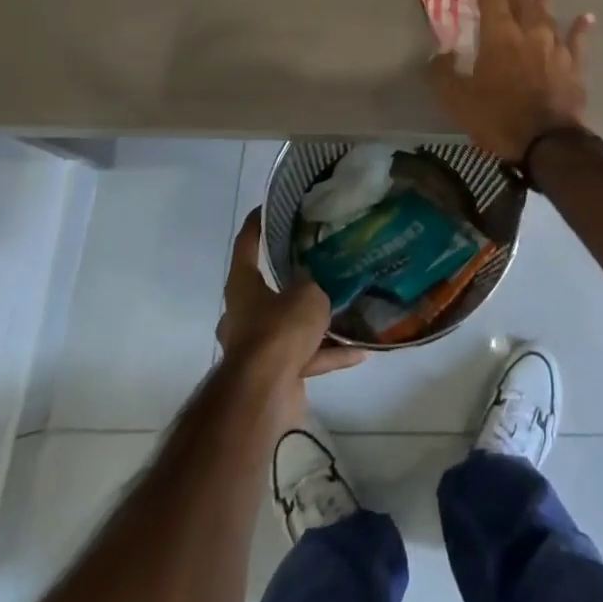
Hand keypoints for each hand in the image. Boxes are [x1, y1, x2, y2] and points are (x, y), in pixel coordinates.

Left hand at [217, 210, 366, 378]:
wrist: (264, 394)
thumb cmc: (279, 330)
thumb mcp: (307, 294)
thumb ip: (313, 283)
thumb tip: (314, 282)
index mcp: (243, 287)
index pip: (246, 246)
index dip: (257, 224)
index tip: (268, 208)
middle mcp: (243, 315)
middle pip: (268, 290)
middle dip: (293, 281)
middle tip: (320, 266)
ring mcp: (257, 348)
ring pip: (290, 328)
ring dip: (316, 323)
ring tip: (347, 310)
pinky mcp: (274, 375)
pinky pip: (306, 357)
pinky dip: (329, 354)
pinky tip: (359, 352)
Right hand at [427, 0, 593, 162]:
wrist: (548, 142)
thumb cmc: (498, 118)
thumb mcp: (457, 100)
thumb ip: (444, 73)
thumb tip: (441, 54)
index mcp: (499, 35)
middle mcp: (529, 32)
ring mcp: (555, 47)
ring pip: (549, 13)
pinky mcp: (574, 65)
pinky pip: (577, 40)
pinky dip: (580, 27)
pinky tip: (586, 17)